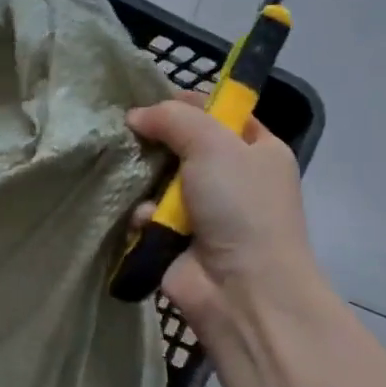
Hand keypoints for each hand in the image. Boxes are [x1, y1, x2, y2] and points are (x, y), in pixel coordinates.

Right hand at [125, 97, 321, 354]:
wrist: (243, 289)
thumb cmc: (240, 206)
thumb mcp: (213, 144)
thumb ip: (173, 118)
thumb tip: (135, 116)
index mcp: (256, 149)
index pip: (220, 111)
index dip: (189, 101)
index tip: (153, 97)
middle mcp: (232, 176)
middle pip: (183, 143)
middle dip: (155, 139)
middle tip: (129, 132)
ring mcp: (204, 209)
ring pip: (159, 177)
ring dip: (145, 179)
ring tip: (133, 178)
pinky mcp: (176, 237)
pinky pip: (148, 213)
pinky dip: (143, 214)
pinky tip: (146, 221)